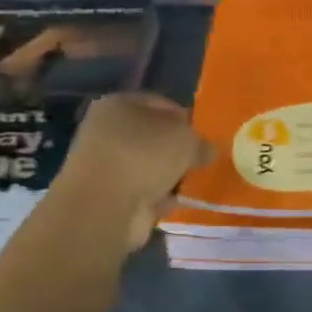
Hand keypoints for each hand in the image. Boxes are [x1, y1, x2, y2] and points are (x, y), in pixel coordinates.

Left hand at [55, 92, 213, 250]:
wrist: (103, 207)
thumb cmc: (144, 156)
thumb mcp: (186, 140)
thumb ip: (201, 142)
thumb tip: (207, 151)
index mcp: (118, 104)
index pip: (160, 104)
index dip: (185, 117)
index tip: (205, 134)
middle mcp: (106, 131)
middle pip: (153, 136)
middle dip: (178, 149)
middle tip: (202, 159)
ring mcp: (105, 166)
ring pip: (148, 165)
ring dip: (170, 174)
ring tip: (195, 181)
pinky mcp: (109, 196)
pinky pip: (144, 191)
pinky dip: (161, 197)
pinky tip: (180, 201)